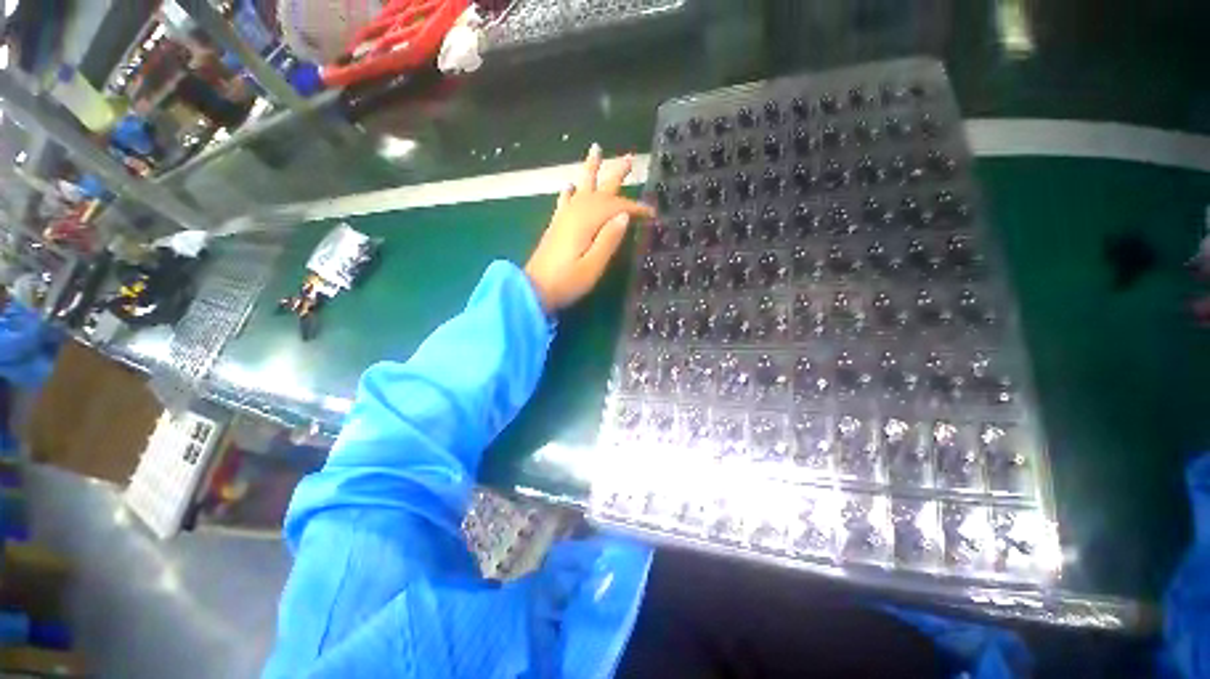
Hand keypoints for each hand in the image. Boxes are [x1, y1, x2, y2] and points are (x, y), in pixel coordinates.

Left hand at [524, 145, 654, 312]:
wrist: (534, 290)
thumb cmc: (567, 282)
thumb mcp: (593, 266)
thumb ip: (608, 240)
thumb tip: (623, 216)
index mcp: (587, 222)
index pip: (617, 208)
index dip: (635, 208)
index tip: (652, 213)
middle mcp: (575, 213)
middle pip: (599, 188)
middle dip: (616, 173)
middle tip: (629, 157)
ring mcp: (563, 218)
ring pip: (581, 188)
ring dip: (590, 170)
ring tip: (596, 150)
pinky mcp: (556, 226)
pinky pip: (565, 201)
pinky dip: (569, 191)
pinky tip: (570, 185)